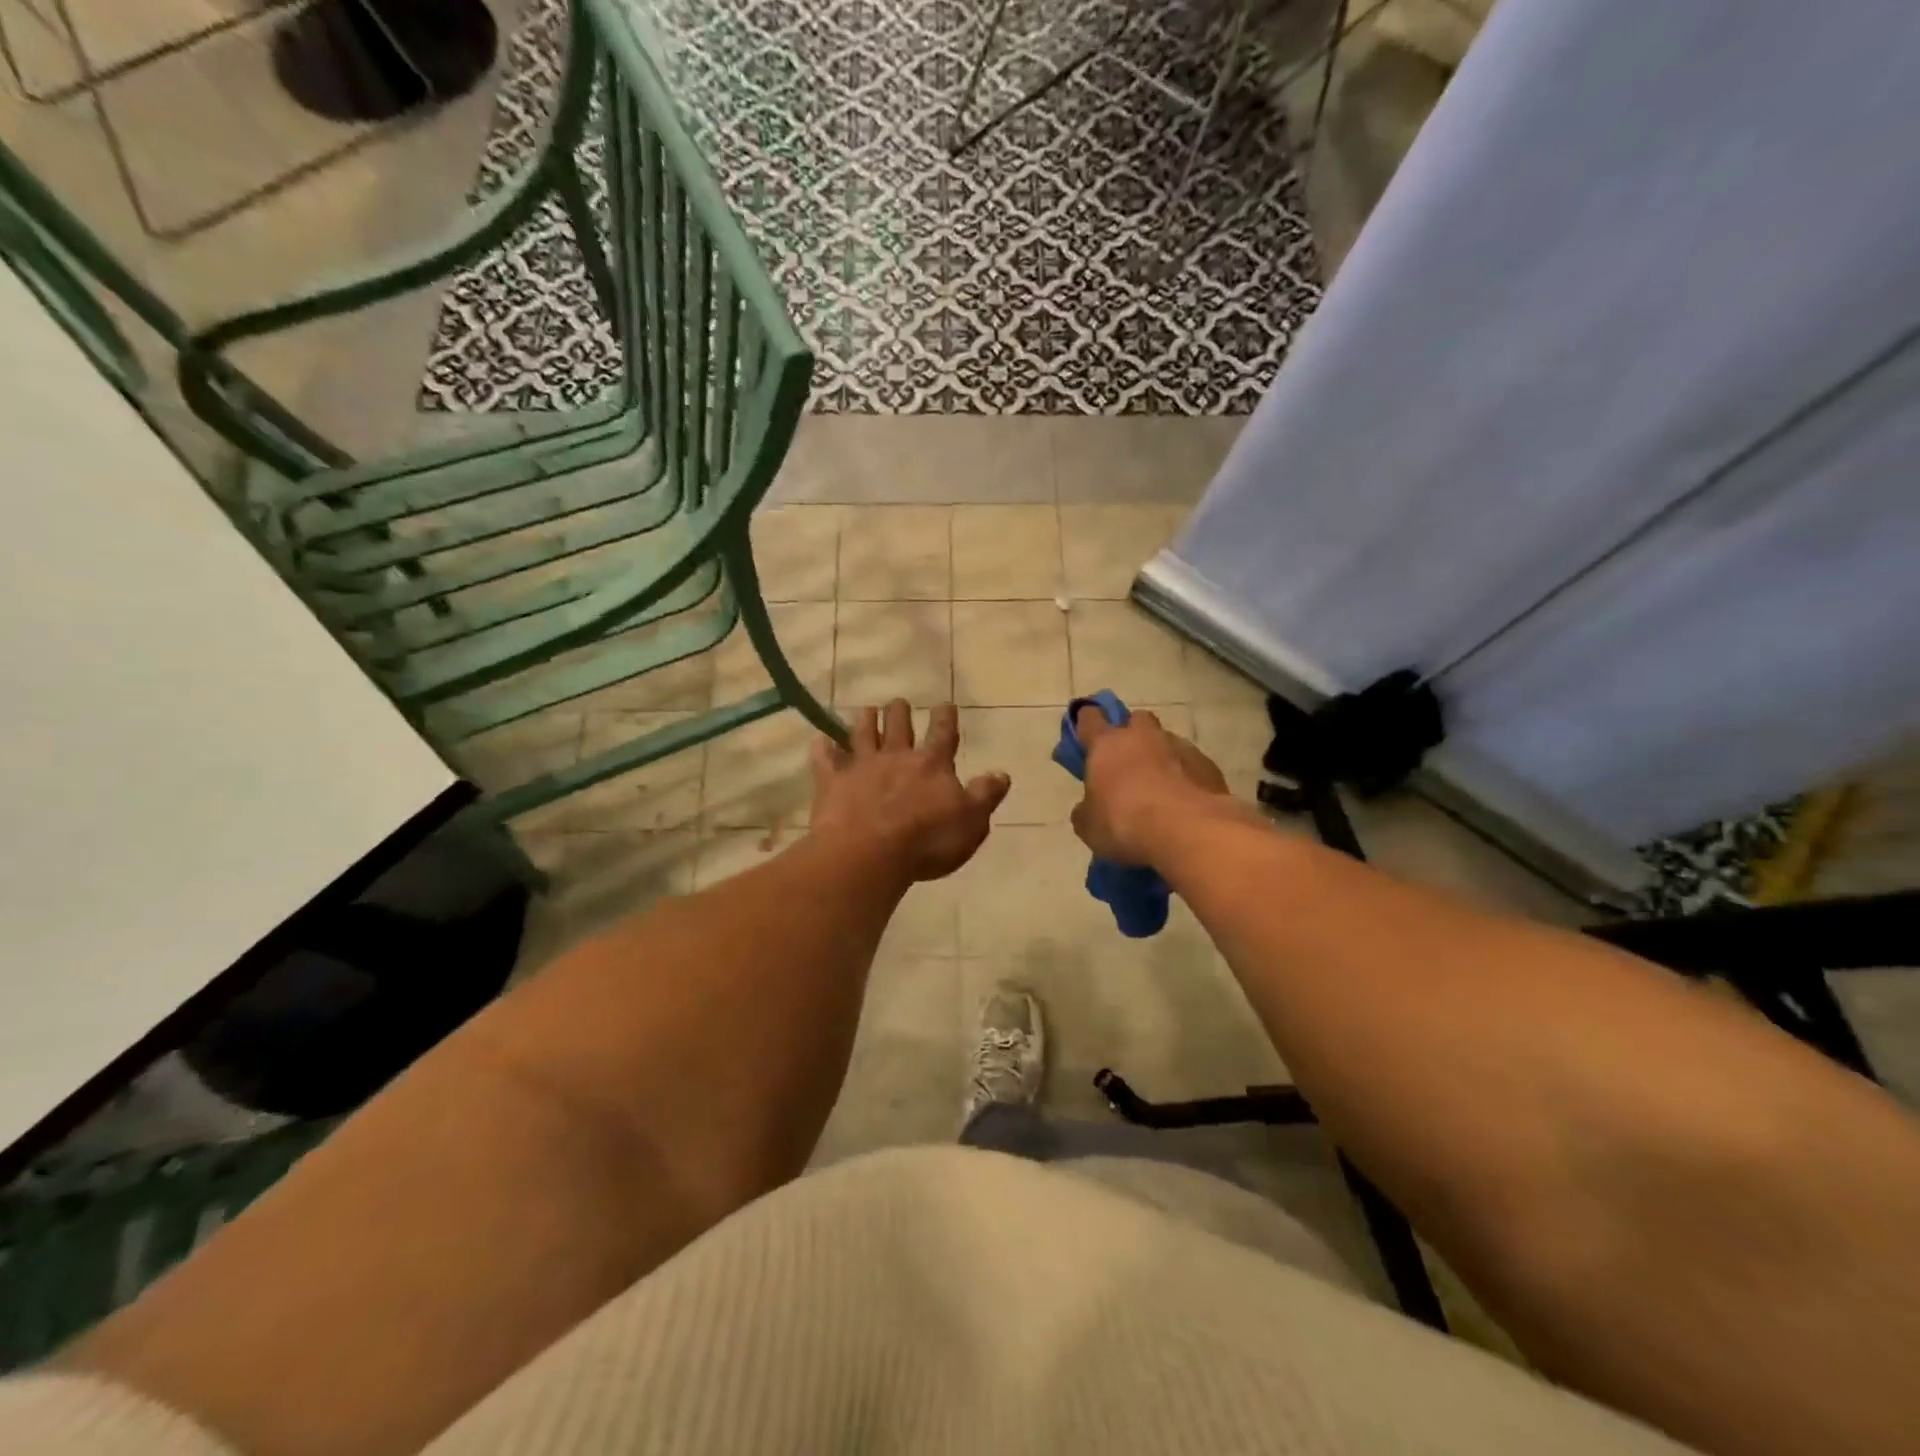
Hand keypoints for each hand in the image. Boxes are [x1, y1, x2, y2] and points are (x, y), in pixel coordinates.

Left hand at [810, 701, 1010, 883]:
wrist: (870, 853)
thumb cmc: (927, 842)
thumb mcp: (971, 823)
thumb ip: (984, 796)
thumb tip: (1002, 774)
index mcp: (932, 765)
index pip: (943, 733)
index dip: (945, 718)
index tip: (945, 704)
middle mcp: (897, 757)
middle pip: (898, 725)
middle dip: (899, 712)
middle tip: (898, 703)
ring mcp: (862, 767)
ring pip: (862, 734)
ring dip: (865, 720)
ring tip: (865, 710)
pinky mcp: (832, 783)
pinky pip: (825, 761)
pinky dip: (822, 750)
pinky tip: (820, 742)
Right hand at [1070, 706, 1232, 866]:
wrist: (1189, 832)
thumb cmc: (1125, 823)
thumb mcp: (1090, 826)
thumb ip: (1086, 810)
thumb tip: (1089, 808)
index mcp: (1107, 744)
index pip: (1090, 718)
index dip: (1086, 723)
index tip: (1086, 736)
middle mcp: (1143, 736)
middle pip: (1136, 720)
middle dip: (1132, 735)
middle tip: (1127, 764)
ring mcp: (1180, 747)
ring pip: (1166, 742)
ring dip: (1161, 758)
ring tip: (1159, 790)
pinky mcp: (1208, 765)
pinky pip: (1191, 765)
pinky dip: (1186, 777)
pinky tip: (1183, 803)